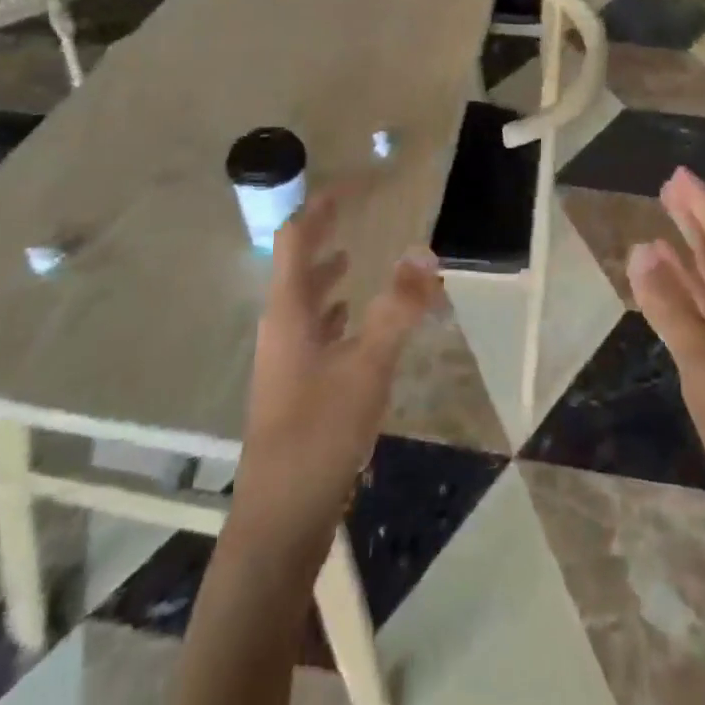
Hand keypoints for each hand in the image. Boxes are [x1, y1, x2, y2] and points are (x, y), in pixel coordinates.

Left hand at [235, 189, 441, 538]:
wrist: (280, 520)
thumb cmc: (319, 434)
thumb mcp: (368, 366)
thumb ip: (398, 308)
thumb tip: (425, 252)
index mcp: (288, 310)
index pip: (294, 238)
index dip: (318, 206)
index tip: (349, 185)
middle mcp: (280, 326)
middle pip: (295, 265)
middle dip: (321, 235)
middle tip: (352, 212)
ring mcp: (284, 359)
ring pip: (303, 300)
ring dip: (325, 274)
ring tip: (354, 258)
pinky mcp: (294, 388)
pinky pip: (312, 331)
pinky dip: (332, 313)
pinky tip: (352, 323)